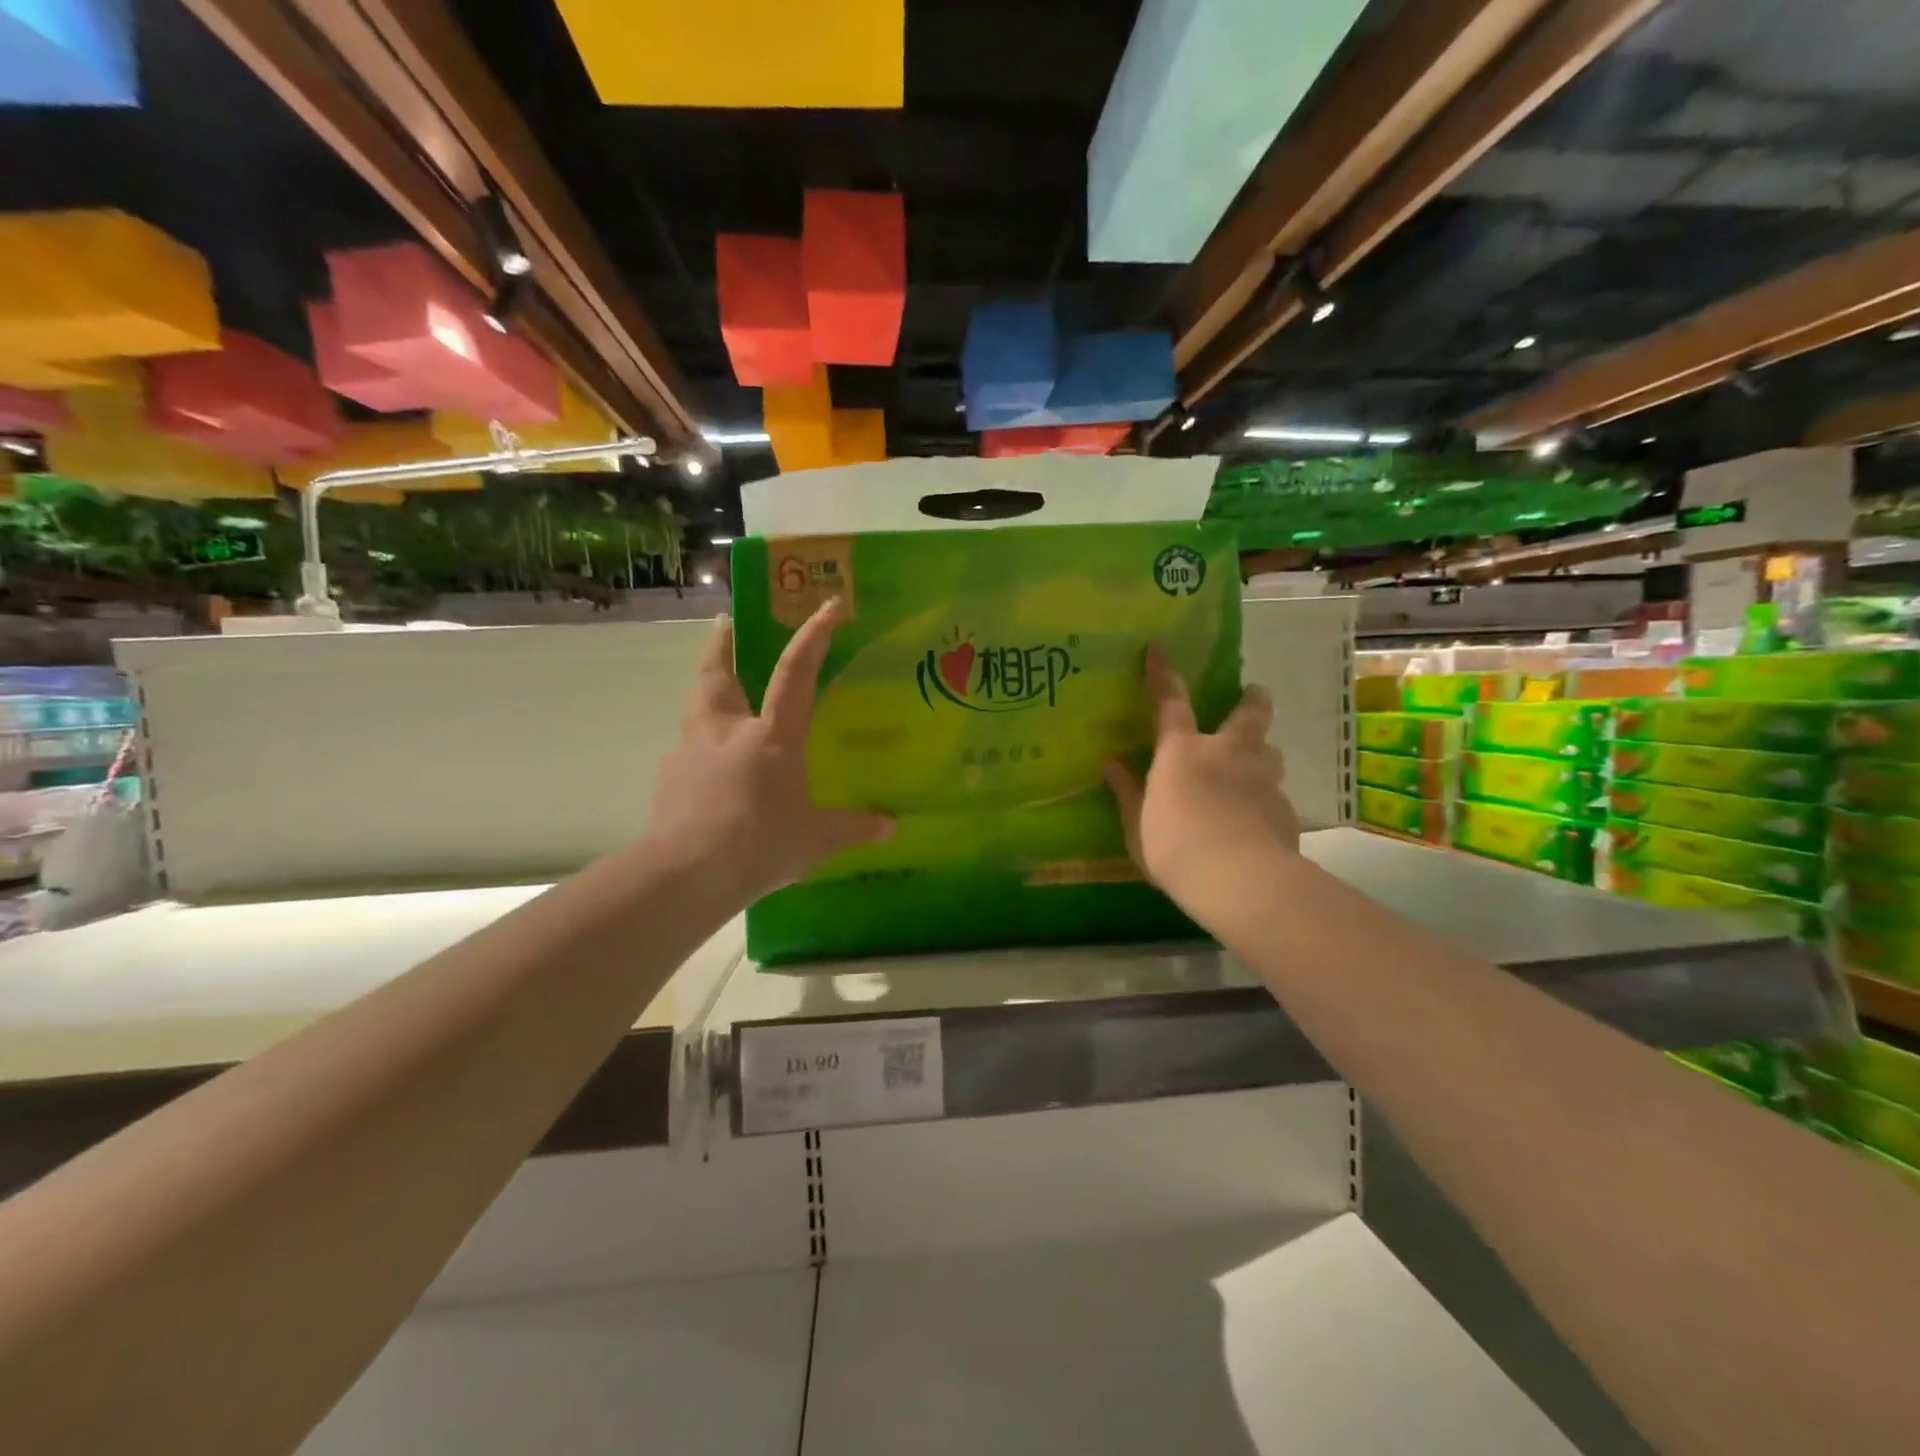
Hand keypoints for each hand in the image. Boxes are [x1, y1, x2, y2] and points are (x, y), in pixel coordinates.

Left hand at [647, 599, 892, 904]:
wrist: (686, 874)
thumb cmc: (760, 844)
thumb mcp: (816, 840)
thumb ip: (853, 827)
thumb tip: (890, 827)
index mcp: (771, 735)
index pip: (795, 673)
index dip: (814, 636)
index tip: (828, 604)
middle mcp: (727, 731)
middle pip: (717, 672)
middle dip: (721, 642)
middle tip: (724, 621)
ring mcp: (691, 753)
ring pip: (694, 704)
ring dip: (704, 686)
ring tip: (712, 685)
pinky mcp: (668, 780)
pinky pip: (685, 752)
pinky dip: (697, 748)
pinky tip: (705, 768)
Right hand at [1103, 645, 1298, 909]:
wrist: (1239, 880)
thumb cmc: (1174, 847)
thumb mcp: (1137, 825)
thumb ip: (1127, 792)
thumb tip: (1109, 764)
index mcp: (1182, 752)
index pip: (1170, 701)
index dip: (1164, 673)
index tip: (1160, 646)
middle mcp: (1227, 753)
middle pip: (1249, 713)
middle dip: (1252, 699)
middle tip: (1253, 693)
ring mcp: (1262, 778)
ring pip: (1270, 751)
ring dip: (1262, 751)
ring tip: (1255, 763)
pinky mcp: (1286, 808)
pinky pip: (1275, 792)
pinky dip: (1265, 796)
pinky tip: (1258, 818)